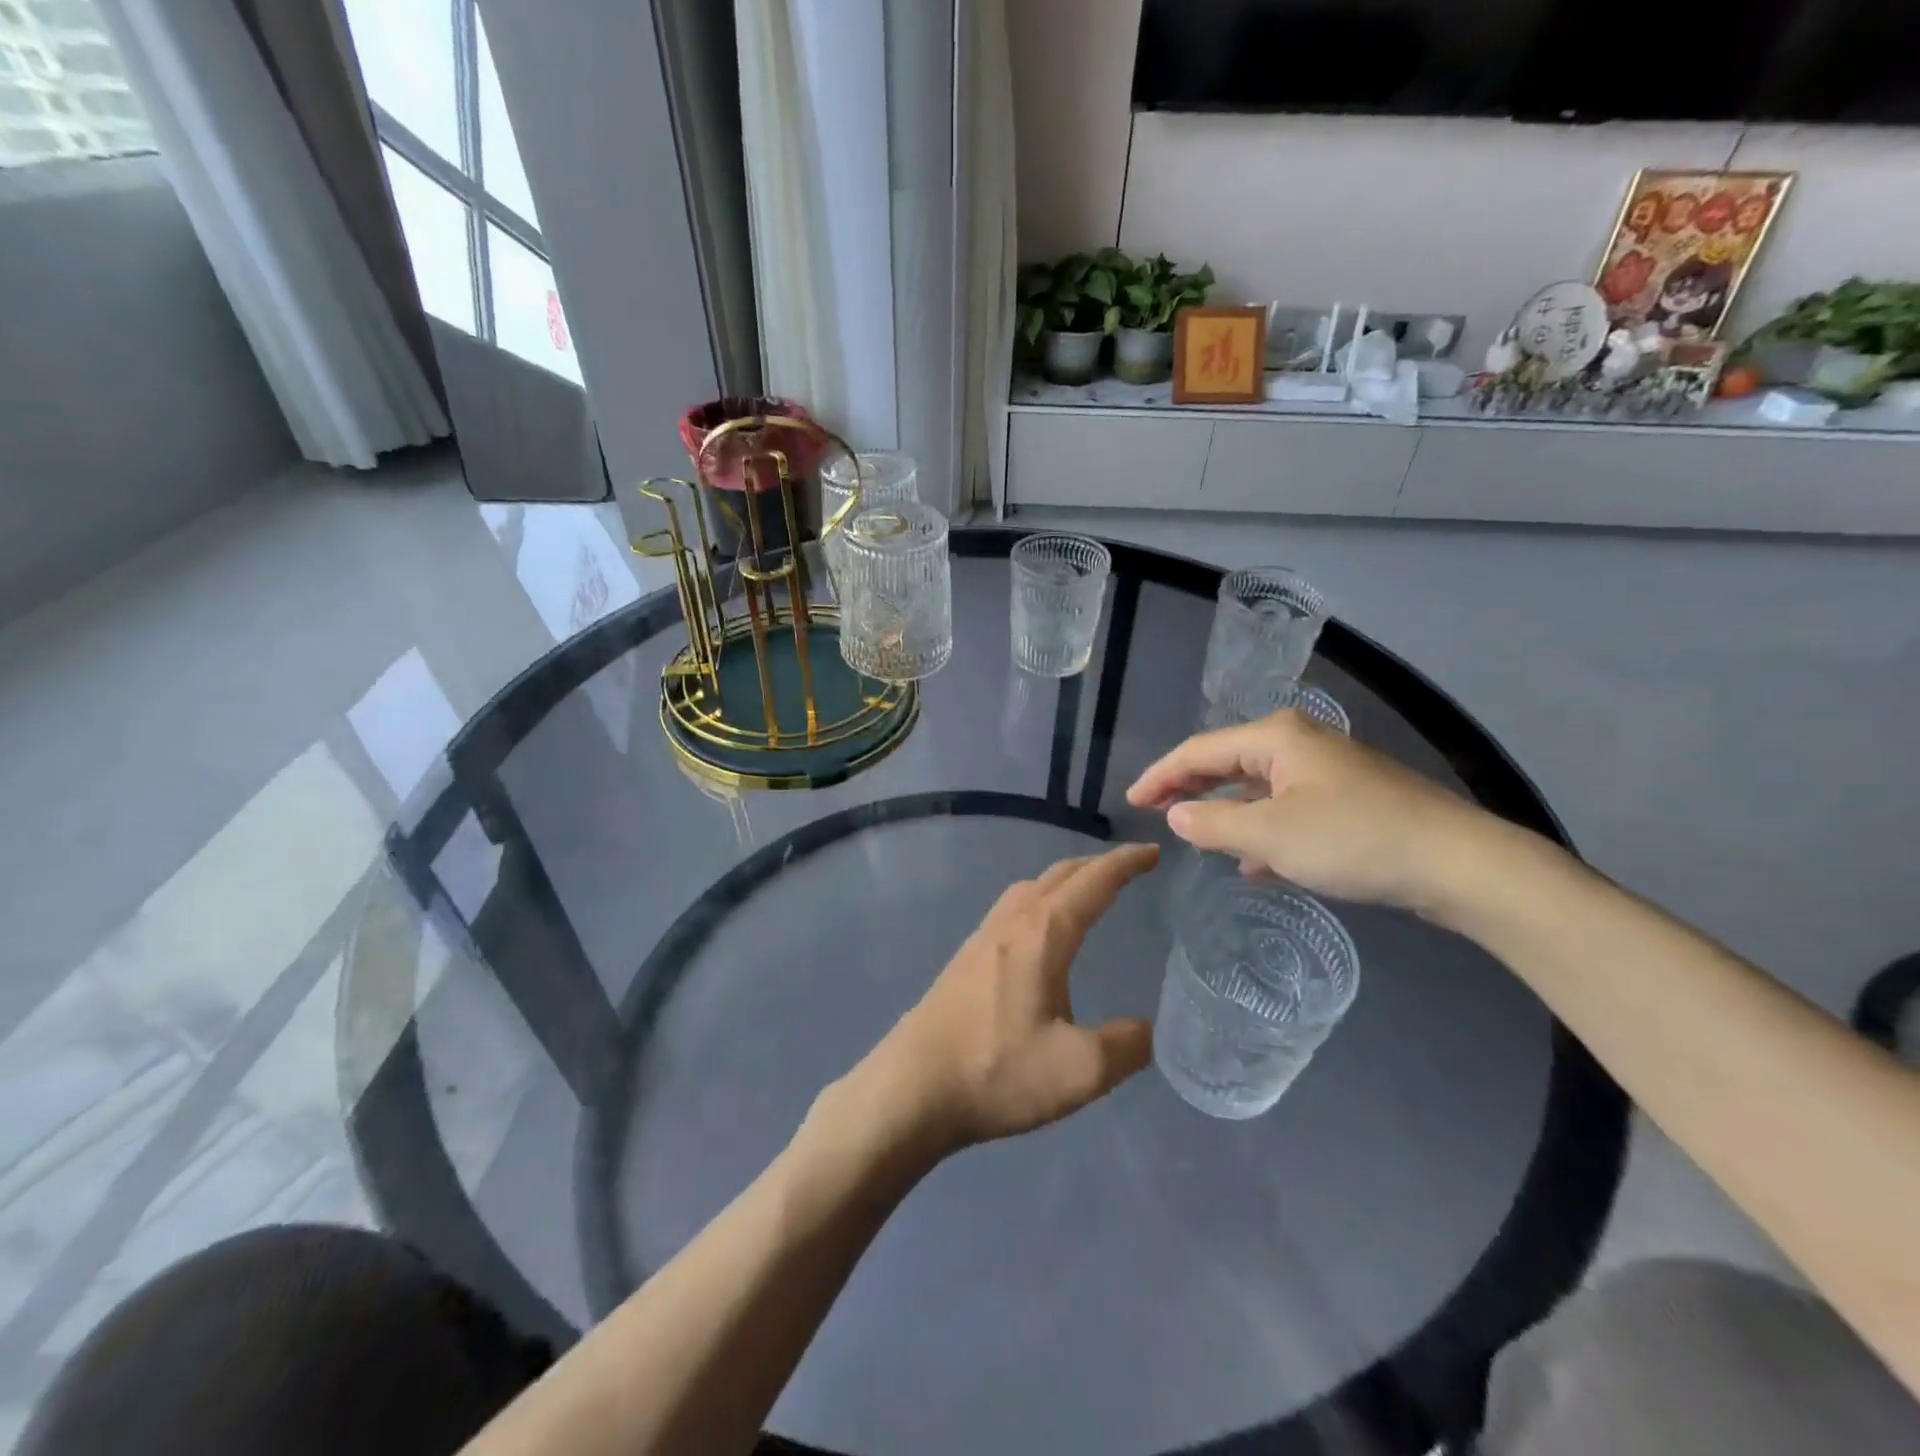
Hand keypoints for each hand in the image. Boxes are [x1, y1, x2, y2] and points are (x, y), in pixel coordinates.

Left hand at [857, 844, 1160, 1154]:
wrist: (912, 1087)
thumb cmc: (996, 1071)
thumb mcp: (1078, 1071)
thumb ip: (1124, 1046)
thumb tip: (1145, 1029)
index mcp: (1042, 935)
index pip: (1092, 883)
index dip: (1125, 864)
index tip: (1153, 852)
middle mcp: (1011, 923)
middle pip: (1059, 876)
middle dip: (1097, 865)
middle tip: (1130, 867)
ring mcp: (982, 937)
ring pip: (1030, 888)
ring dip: (1065, 879)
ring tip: (1088, 892)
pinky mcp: (965, 958)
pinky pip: (1012, 907)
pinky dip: (1040, 899)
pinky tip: (1040, 931)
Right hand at [1126, 709, 1492, 911]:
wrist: (1458, 862)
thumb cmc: (1354, 839)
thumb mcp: (1271, 835)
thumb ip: (1214, 823)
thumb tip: (1177, 815)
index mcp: (1275, 738)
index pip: (1198, 750)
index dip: (1160, 775)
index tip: (1130, 802)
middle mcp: (1297, 744)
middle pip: (1226, 761)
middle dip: (1188, 786)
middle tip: (1153, 810)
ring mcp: (1326, 771)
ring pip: (1256, 786)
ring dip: (1223, 809)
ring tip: (1194, 833)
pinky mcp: (1348, 800)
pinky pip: (1285, 808)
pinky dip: (1260, 828)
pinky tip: (1252, 861)